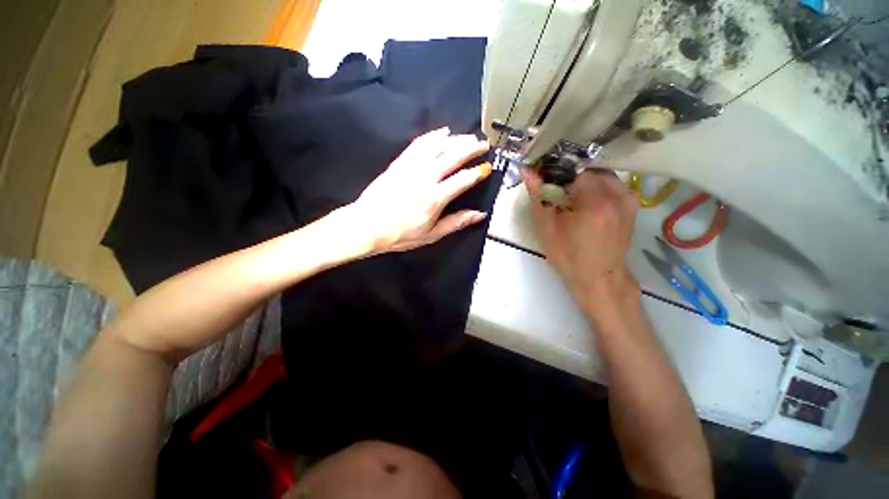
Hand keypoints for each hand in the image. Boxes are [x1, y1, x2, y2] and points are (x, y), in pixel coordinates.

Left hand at [343, 127, 491, 253]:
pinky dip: (432, 136)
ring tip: (468, 137)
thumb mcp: (431, 235)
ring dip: (455, 139)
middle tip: (483, 144)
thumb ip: (456, 222)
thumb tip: (479, 215)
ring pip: (437, 146)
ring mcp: (410, 167)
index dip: (477, 172)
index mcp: (434, 198)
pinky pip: (418, 144)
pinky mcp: (399, 163)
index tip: (487, 168)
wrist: (366, 225)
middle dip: (471, 148)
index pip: (463, 179)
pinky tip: (441, 132)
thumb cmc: (399, 234)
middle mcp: (425, 178)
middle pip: (452, 156)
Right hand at [523, 167, 639, 310]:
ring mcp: (628, 197)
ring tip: (569, 198)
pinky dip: (594, 187)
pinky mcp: (632, 203)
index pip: (572, 168)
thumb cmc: (568, 256)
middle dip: (568, 177)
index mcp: (595, 201)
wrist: (599, 277)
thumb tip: (526, 169)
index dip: (555, 172)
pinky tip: (584, 203)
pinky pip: (610, 183)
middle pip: (587, 169)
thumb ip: (537, 195)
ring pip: (599, 175)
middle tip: (555, 192)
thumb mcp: (546, 227)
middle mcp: (617, 194)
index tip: (544, 181)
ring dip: (581, 182)